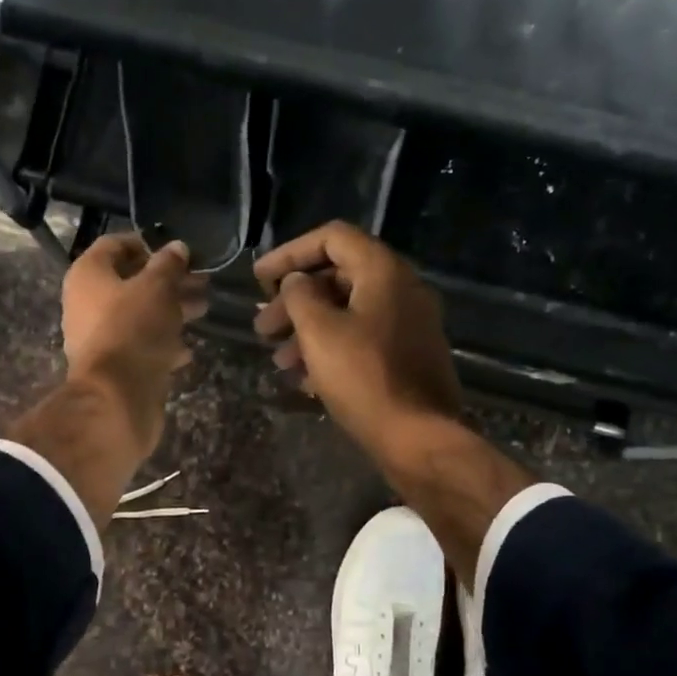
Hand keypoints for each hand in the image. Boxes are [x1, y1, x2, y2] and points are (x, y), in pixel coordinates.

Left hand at [62, 234, 207, 456]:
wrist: (117, 397)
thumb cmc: (133, 329)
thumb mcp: (157, 288)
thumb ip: (169, 265)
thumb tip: (177, 248)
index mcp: (88, 275)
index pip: (115, 245)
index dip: (147, 244)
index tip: (178, 252)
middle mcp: (87, 303)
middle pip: (131, 282)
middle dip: (168, 280)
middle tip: (203, 281)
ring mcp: (100, 338)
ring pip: (140, 315)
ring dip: (171, 310)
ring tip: (204, 309)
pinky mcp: (115, 367)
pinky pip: (140, 346)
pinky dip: (163, 343)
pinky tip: (188, 349)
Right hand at [253, 222, 461, 459]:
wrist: (417, 437)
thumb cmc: (363, 377)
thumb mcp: (319, 332)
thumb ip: (300, 296)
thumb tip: (297, 281)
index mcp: (383, 271)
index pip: (332, 238)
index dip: (290, 252)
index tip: (259, 278)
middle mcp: (402, 289)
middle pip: (338, 278)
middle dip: (294, 301)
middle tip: (263, 328)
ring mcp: (409, 325)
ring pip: (348, 313)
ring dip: (308, 330)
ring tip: (279, 361)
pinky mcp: (408, 356)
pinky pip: (362, 339)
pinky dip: (331, 350)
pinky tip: (305, 379)